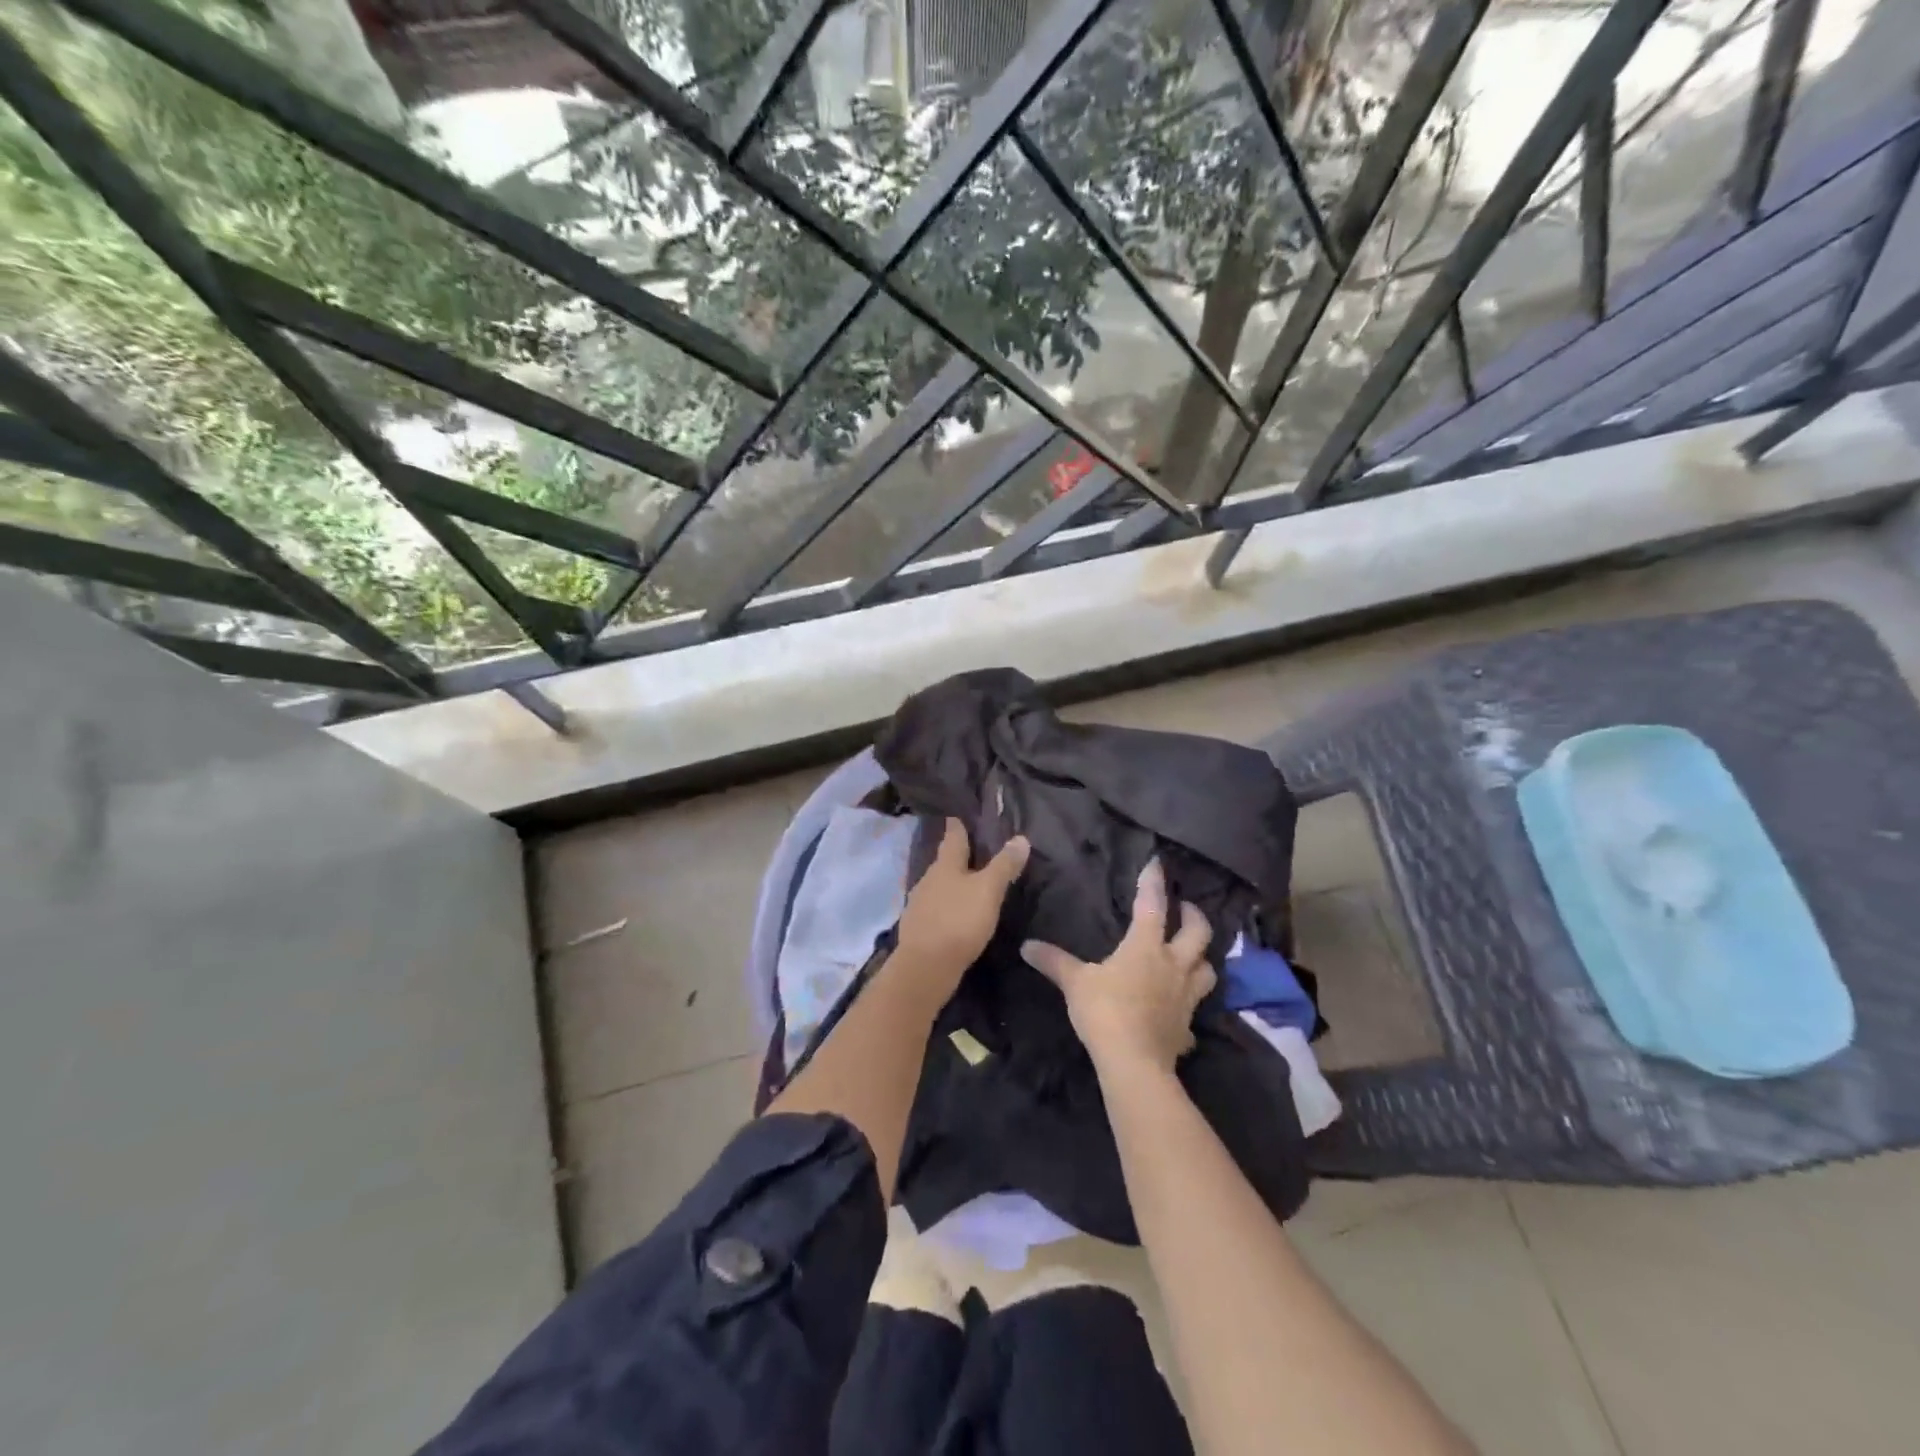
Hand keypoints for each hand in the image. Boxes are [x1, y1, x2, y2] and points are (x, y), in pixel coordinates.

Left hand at [894, 818, 1029, 1001]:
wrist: (925, 967)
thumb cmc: (958, 921)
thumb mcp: (988, 891)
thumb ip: (1004, 866)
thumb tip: (1021, 838)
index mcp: (944, 865)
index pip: (953, 836)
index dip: (958, 824)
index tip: (959, 812)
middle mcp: (928, 879)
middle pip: (945, 861)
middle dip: (958, 855)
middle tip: (975, 848)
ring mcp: (920, 904)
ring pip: (940, 885)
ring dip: (953, 882)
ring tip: (970, 882)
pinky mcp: (920, 927)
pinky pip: (937, 907)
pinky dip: (948, 905)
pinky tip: (957, 912)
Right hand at [1020, 858, 1214, 1076]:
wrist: (1134, 1063)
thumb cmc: (1106, 1011)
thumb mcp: (1075, 983)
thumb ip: (1054, 961)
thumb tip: (1026, 946)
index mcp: (1146, 947)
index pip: (1152, 905)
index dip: (1153, 882)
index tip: (1157, 863)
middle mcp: (1173, 965)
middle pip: (1198, 933)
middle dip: (1194, 916)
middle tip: (1186, 909)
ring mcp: (1186, 997)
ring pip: (1207, 969)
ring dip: (1202, 959)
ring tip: (1191, 955)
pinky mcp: (1188, 1027)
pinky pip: (1194, 1011)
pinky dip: (1188, 1006)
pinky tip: (1178, 1011)